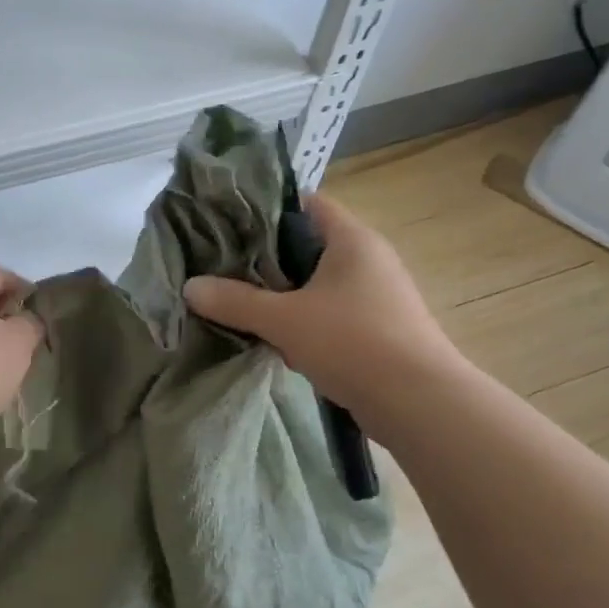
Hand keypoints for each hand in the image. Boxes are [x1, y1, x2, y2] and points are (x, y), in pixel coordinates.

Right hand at [182, 193, 455, 409]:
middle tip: (222, 267)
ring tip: (241, 305)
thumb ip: (235, 302)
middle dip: (265, 259)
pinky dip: (303, 322)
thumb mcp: (284, 319)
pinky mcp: (378, 329)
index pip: (305, 204)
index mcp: (351, 239)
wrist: (418, 403)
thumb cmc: (352, 342)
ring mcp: (376, 295)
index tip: (227, 224)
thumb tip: (190, 287)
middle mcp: (368, 259)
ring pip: (316, 284)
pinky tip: (276, 341)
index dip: (265, 209)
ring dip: (283, 296)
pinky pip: (330, 314)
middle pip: (307, 246)